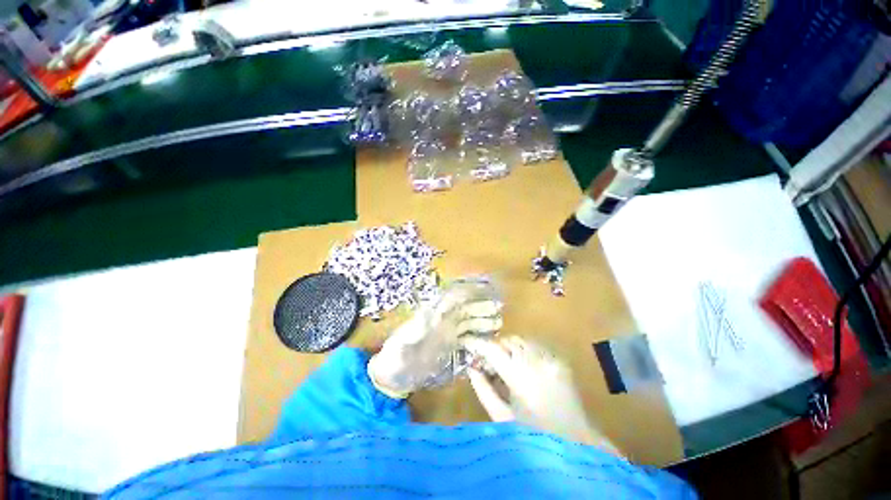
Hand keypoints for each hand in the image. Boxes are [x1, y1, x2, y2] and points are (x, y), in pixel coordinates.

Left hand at [368, 278, 501, 397]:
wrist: (394, 376)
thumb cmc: (395, 359)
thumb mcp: (401, 345)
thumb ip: (414, 331)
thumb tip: (428, 314)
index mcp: (431, 316)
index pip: (451, 300)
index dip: (466, 293)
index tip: (482, 290)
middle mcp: (441, 321)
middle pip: (463, 310)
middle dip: (480, 307)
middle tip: (498, 308)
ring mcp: (446, 333)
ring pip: (468, 322)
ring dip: (482, 320)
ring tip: (498, 322)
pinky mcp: (449, 346)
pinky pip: (467, 338)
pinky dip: (478, 337)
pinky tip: (489, 340)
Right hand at [462, 336, 619, 453]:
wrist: (576, 443)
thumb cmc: (534, 436)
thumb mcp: (502, 417)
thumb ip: (484, 390)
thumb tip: (471, 369)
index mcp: (519, 376)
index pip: (493, 349)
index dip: (478, 343)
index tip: (467, 342)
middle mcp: (535, 361)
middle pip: (508, 341)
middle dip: (495, 347)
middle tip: (488, 362)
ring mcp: (550, 359)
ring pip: (522, 340)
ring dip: (510, 348)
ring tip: (506, 365)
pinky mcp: (559, 360)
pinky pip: (536, 346)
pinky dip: (525, 351)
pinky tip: (524, 366)